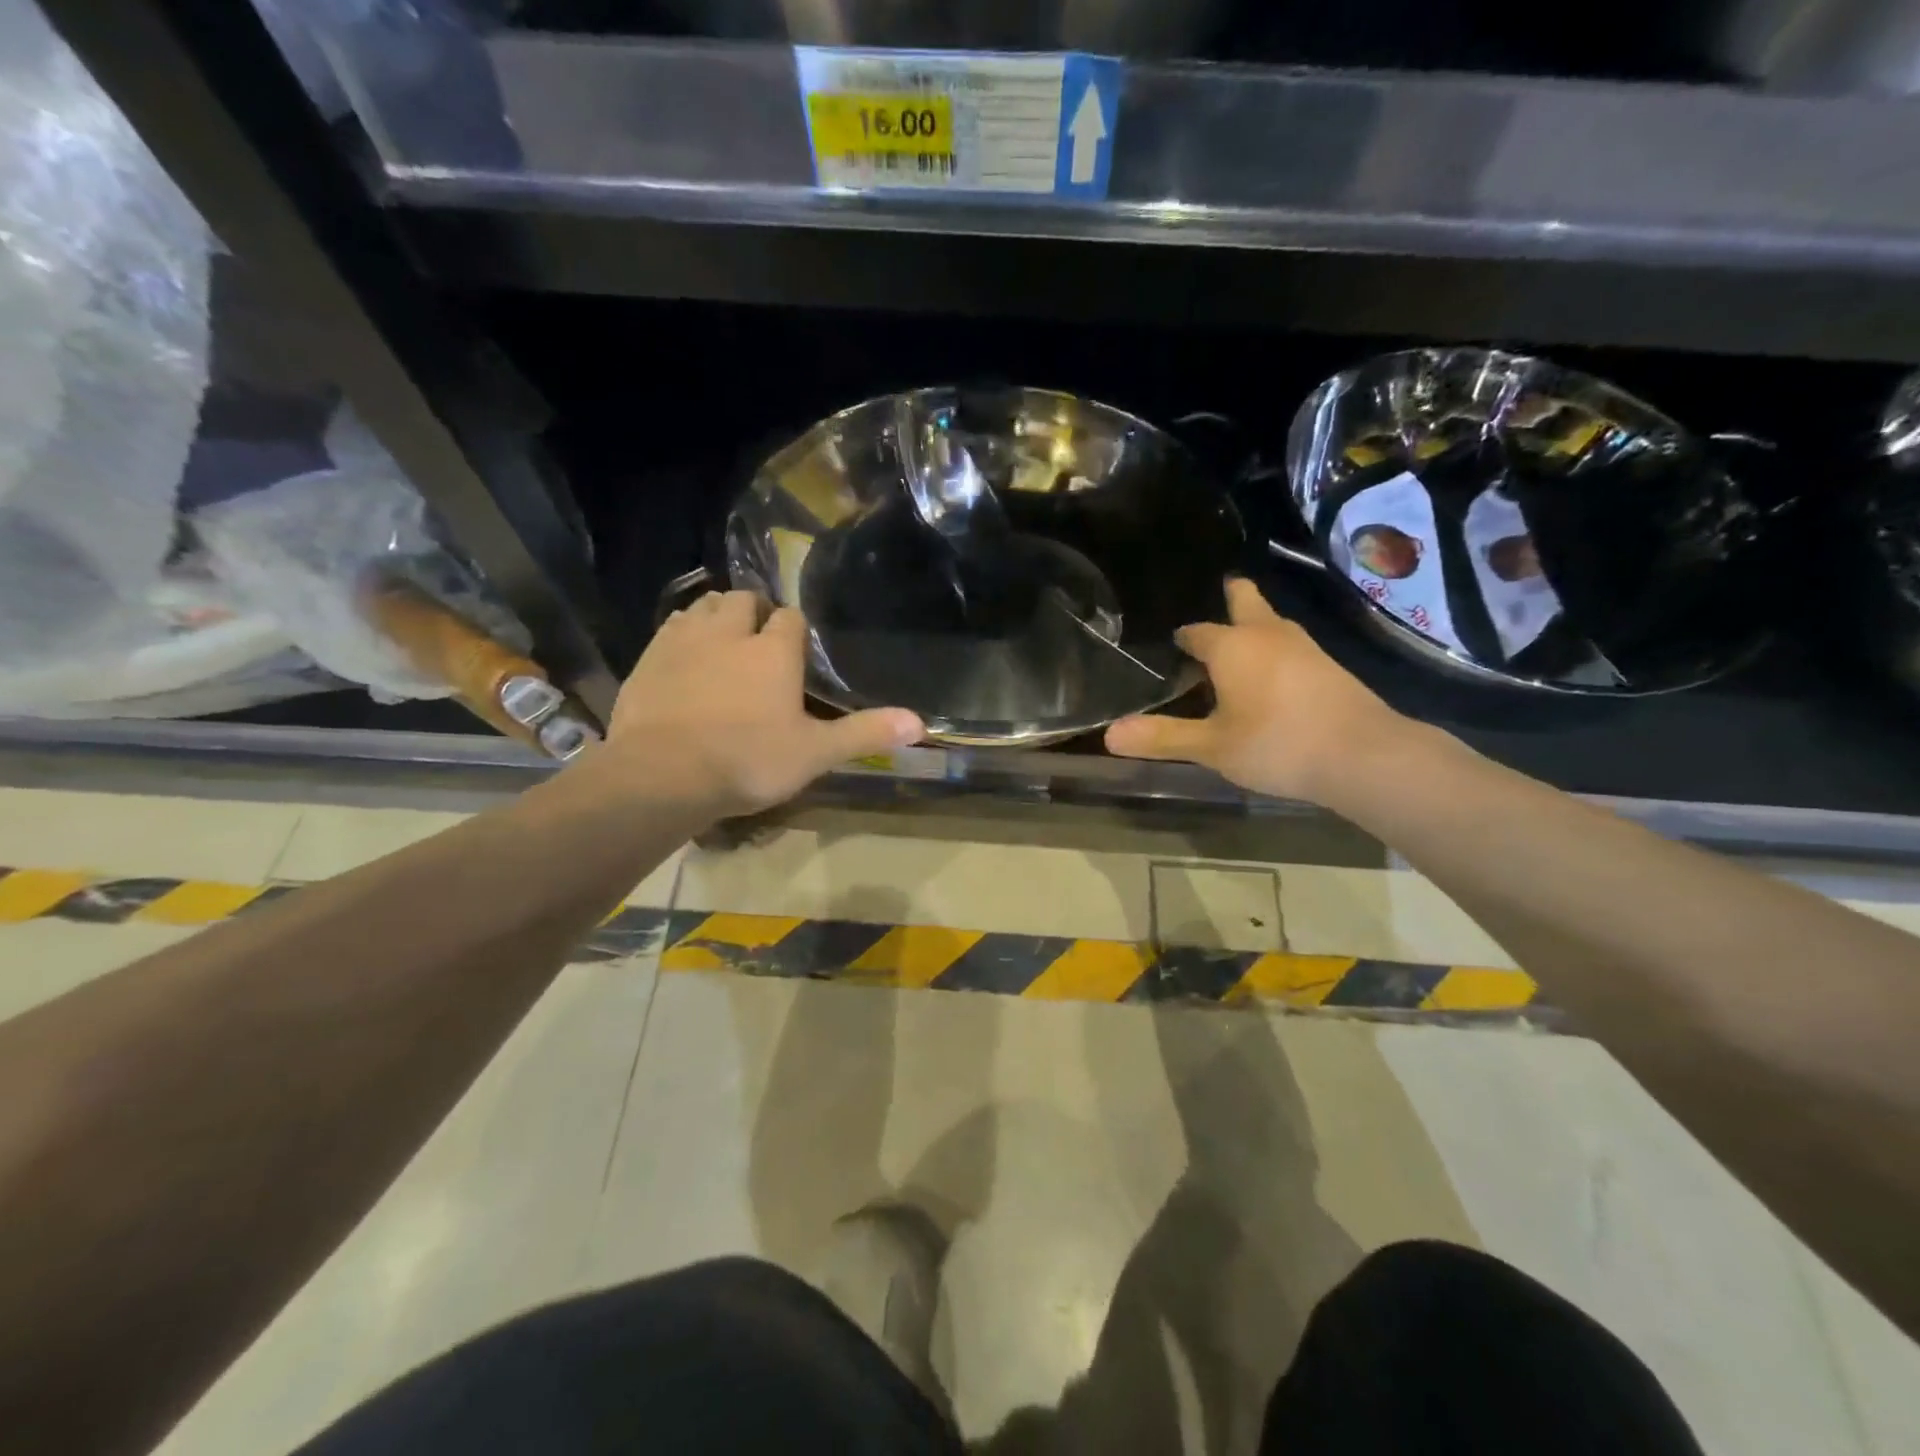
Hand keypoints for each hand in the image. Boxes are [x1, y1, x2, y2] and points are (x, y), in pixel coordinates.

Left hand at [605, 591, 921, 816]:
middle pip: (746, 601)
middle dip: (755, 612)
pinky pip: (672, 627)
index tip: (797, 651)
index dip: (796, 631)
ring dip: (719, 615)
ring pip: (706, 606)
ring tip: (725, 642)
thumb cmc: (748, 761)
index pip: (791, 619)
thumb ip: (865, 734)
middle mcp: (730, 632)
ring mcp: (685, 640)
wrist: (661, 775)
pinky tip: (686, 657)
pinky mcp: (649, 657)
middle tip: (759, 642)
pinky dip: (684, 633)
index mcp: (773, 650)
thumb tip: (920, 723)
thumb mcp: (815, 753)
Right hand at [1104, 578, 1410, 804]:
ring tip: (1235, 645)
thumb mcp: (1211, 747)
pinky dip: (1275, 649)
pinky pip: (1290, 645)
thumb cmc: (1276, 744)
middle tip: (1213, 599)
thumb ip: (1162, 738)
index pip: (1196, 631)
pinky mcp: (1329, 665)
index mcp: (1232, 647)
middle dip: (1228, 597)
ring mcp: (1304, 646)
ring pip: (1271, 622)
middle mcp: (1267, 634)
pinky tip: (1272, 675)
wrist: (1364, 755)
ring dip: (1253, 625)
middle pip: (1245, 600)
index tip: (1173, 647)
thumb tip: (1109, 735)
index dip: (1182, 639)